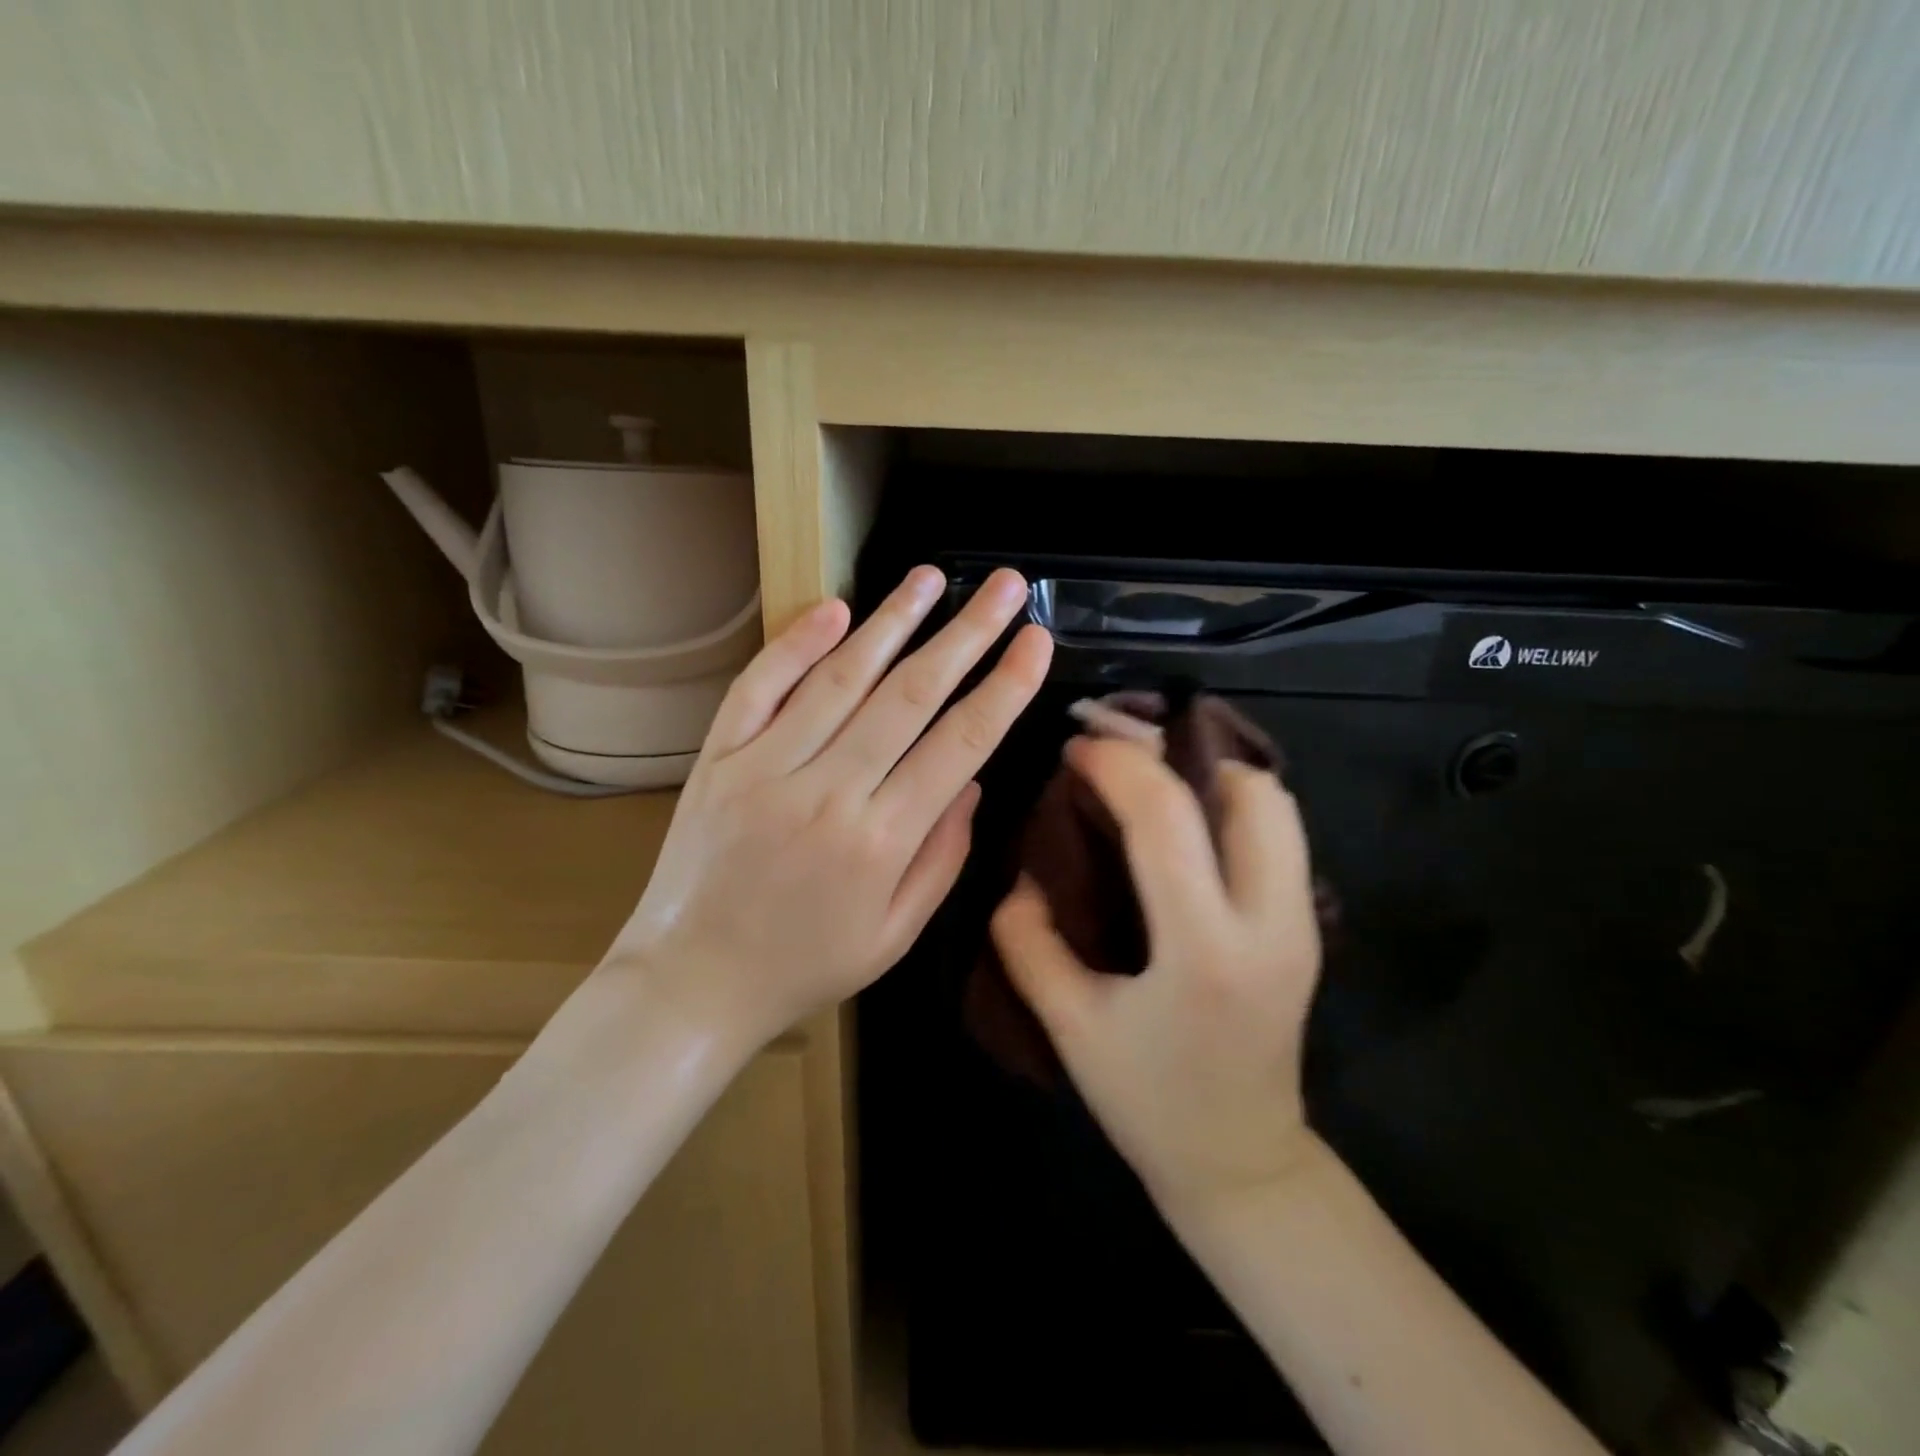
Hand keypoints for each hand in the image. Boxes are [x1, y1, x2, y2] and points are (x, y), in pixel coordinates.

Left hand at [608, 566, 1051, 1048]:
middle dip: (966, 634)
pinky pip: (760, 687)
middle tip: (1004, 586)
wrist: (693, 982)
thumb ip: (942, 855)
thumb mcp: (896, 934)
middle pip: (911, 696)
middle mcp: (828, 791)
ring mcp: (766, 768)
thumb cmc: (806, 966)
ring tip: (930, 578)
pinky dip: (797, 643)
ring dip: (892, 621)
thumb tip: (973, 781)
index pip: (961, 744)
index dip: (1005, 686)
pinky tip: (836, 608)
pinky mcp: (720, 758)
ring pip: (842, 678)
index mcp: (882, 841)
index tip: (1036, 638)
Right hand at [991, 735, 1322, 1218]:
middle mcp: (1271, 924)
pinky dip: (1230, 805)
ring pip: (1277, 806)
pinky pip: (1279, 834)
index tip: (1076, 750)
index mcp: (1205, 951)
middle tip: (1120, 759)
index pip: (1166, 819)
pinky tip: (1182, 824)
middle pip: (1251, 792)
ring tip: (1150, 785)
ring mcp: (1303, 924)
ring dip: (1211, 776)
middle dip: (1179, 755)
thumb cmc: (1148, 1102)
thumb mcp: (1069, 1026)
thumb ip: (1028, 942)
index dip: (1116, 765)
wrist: (1241, 1162)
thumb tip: (1022, 878)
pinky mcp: (1308, 927)